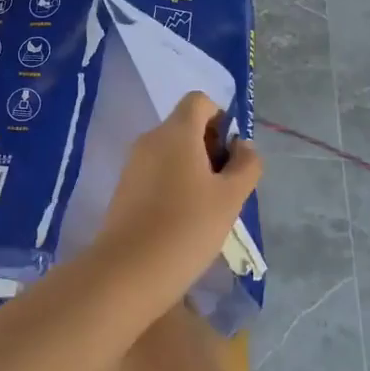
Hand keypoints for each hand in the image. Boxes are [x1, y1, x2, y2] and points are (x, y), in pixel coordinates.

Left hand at [94, 92, 262, 290]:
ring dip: (193, 167)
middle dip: (210, 147)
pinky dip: (174, 182)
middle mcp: (150, 138)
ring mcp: (133, 162)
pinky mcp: (124, 186)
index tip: (231, 154)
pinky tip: (183, 218)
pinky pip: (156, 170)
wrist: (130, 269)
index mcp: (176, 131)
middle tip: (226, 186)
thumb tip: (244, 145)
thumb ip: (245, 165)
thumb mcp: (230, 198)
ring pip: (171, 150)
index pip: (199, 101)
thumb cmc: (188, 227)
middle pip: (185, 125)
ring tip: (207, 207)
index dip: (221, 118)